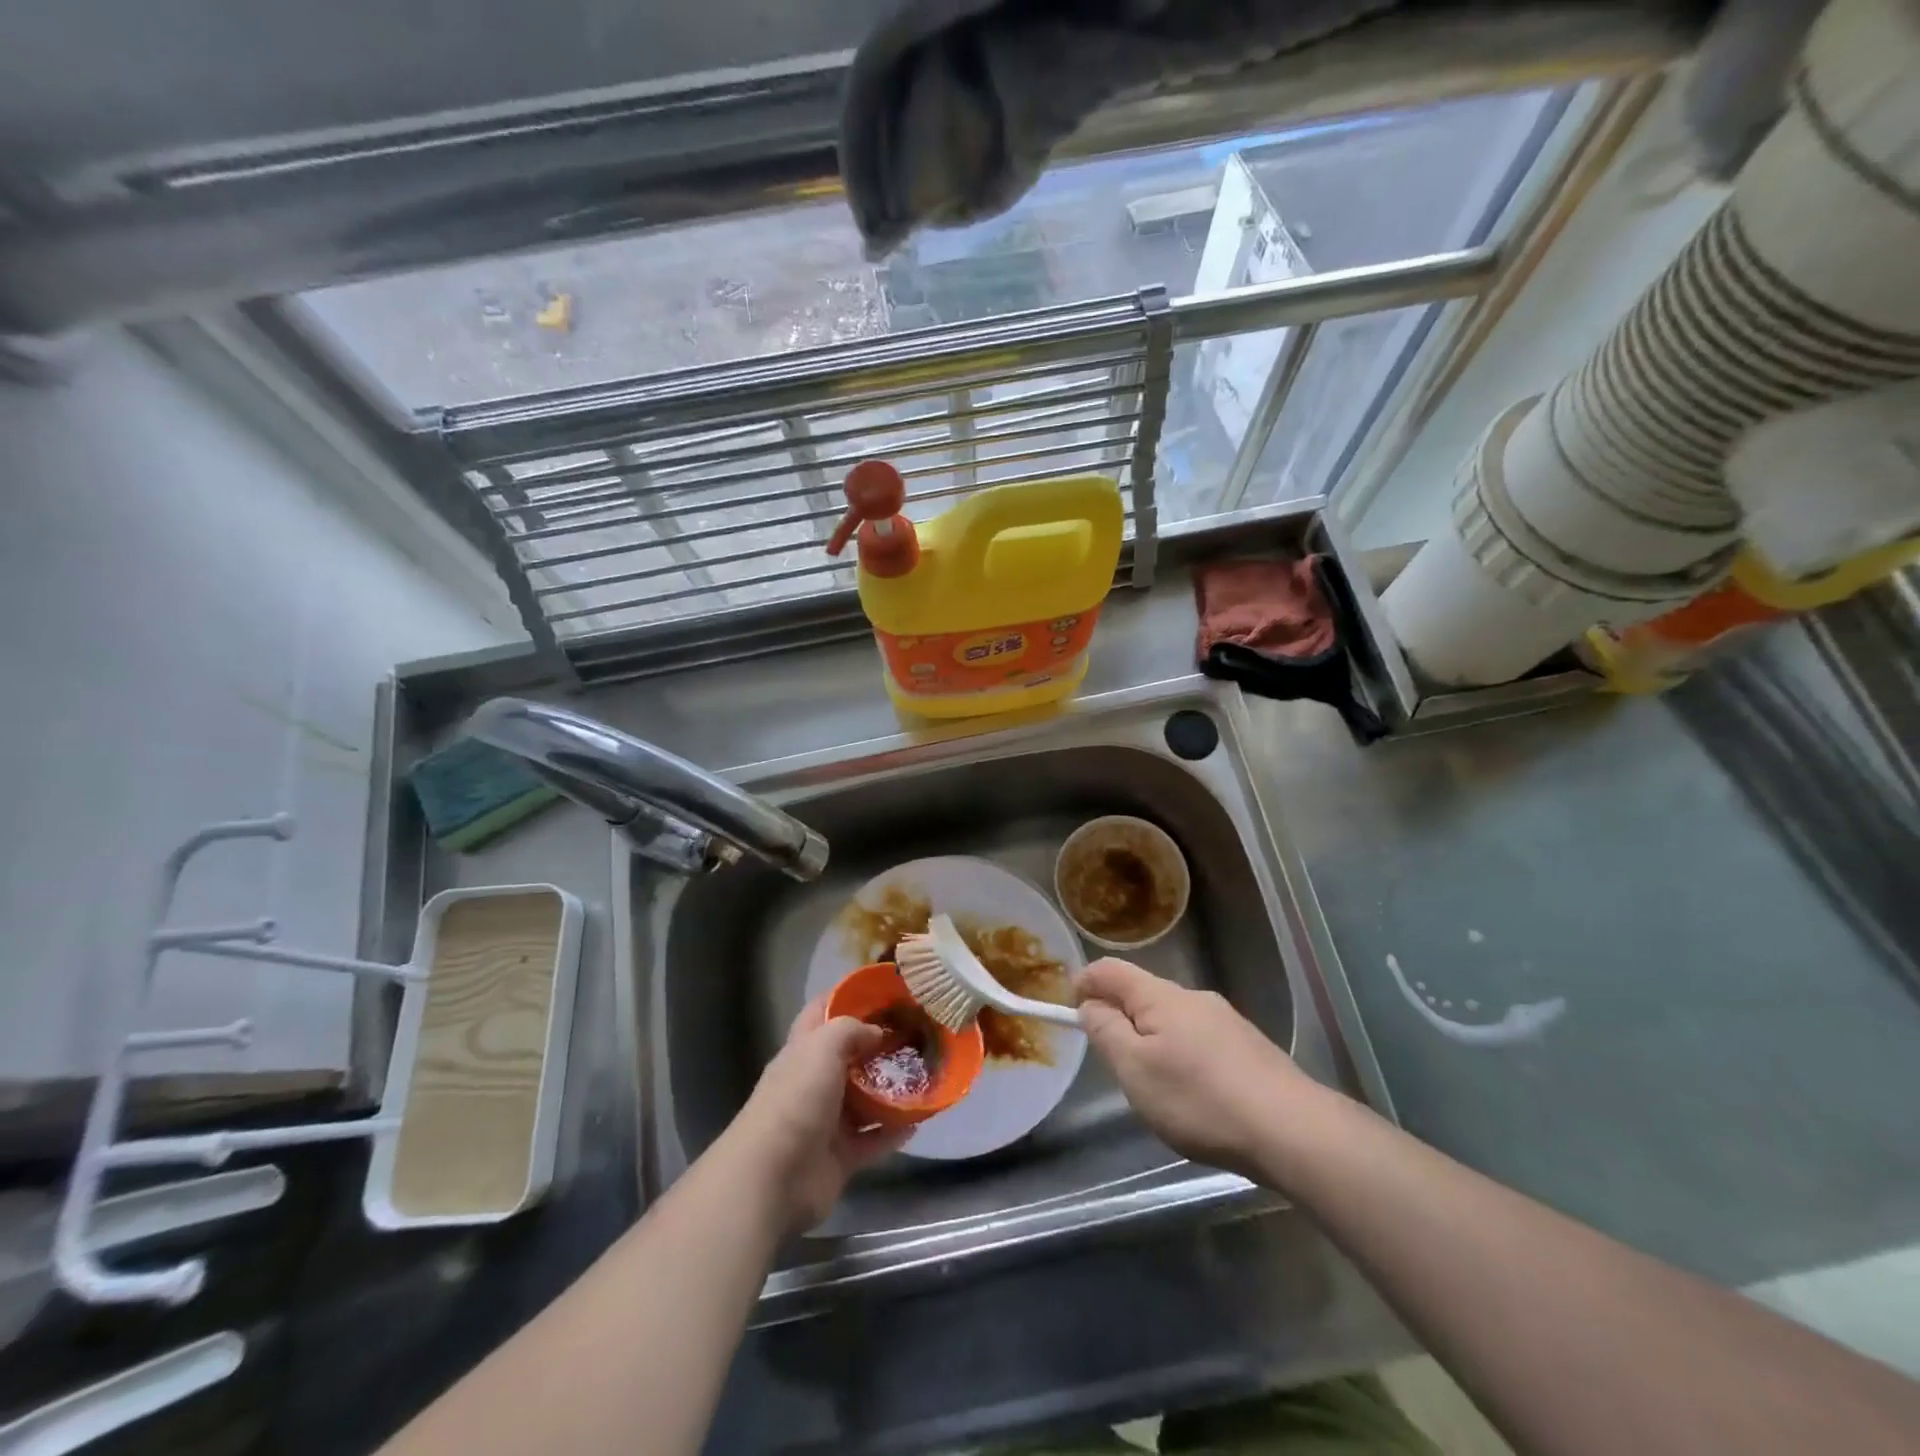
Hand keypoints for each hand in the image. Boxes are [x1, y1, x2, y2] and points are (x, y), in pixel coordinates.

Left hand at [726, 997, 911, 1231]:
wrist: (773, 1178)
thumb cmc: (796, 1100)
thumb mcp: (822, 1047)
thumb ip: (850, 1030)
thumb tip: (876, 1033)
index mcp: (801, 1051)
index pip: (821, 1012)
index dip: (846, 996)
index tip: (882, 989)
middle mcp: (812, 1083)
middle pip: (848, 1057)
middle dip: (878, 1045)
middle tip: (916, 1032)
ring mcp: (826, 1122)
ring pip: (864, 1099)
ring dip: (891, 1089)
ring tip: (925, 1073)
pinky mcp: (840, 1157)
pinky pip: (874, 1139)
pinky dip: (894, 1131)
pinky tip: (920, 1119)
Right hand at [1075, 958, 1316, 1178]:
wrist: (1292, 1129)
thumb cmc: (1199, 1098)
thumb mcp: (1136, 1070)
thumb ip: (1107, 1032)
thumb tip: (1091, 1005)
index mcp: (1160, 997)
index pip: (1111, 970)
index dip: (1084, 982)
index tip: (1069, 1007)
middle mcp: (1193, 998)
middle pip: (1143, 994)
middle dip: (1120, 1016)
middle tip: (1110, 1059)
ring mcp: (1226, 1021)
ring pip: (1172, 1019)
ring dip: (1152, 1040)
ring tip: (1152, 1086)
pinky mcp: (1248, 1048)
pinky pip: (1199, 1040)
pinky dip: (1181, 1056)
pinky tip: (1193, 1095)